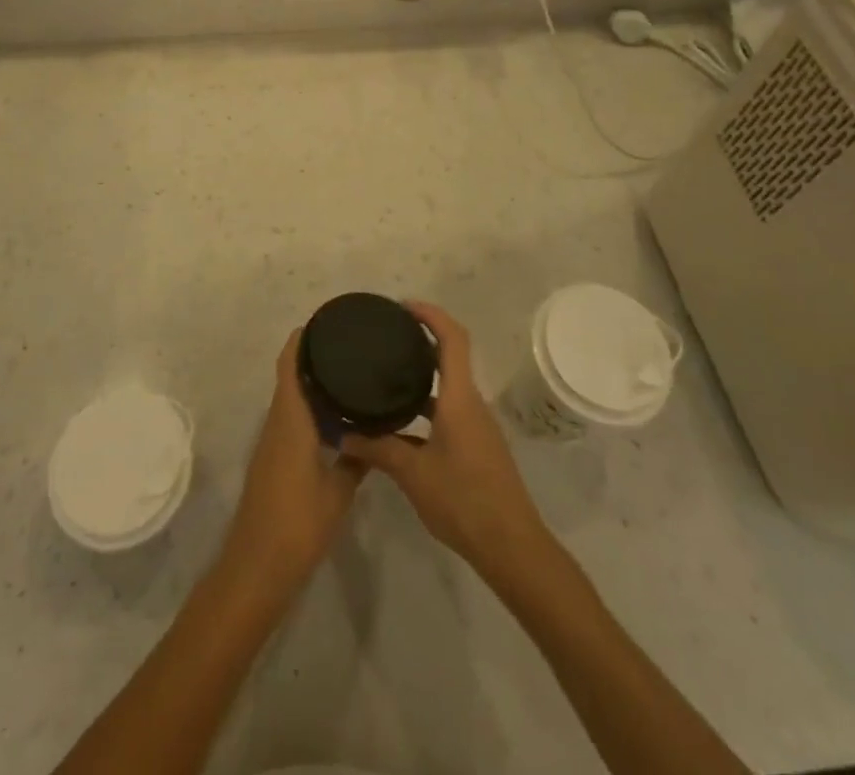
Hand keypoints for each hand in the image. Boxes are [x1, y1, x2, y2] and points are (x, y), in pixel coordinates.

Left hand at [219, 330, 365, 593]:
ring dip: (311, 387)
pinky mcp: (272, 462)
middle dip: (312, 360)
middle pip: (289, 378)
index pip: (289, 366)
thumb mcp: (338, 492)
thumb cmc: (298, 524)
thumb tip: (374, 436)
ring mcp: (271, 444)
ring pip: (290, 402)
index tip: (323, 323)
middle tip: (348, 349)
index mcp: (290, 421)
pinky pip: (290, 421)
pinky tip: (335, 421)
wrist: (257, 567)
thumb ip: (357, 460)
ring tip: (348, 378)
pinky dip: (308, 411)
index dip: (300, 340)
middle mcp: (276, 424)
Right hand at [341, 303, 548, 578]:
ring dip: (422, 376)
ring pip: (448, 387)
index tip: (402, 307)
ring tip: (387, 376)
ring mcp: (476, 426)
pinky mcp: (476, 446)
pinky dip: (426, 406)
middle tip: (386, 338)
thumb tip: (344, 435)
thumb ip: (378, 449)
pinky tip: (400, 424)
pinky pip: (449, 410)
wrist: (511, 547)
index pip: (453, 338)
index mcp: (460, 398)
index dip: (431, 315)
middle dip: (421, 341)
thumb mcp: (413, 473)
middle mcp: (471, 403)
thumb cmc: (464, 500)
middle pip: (450, 357)